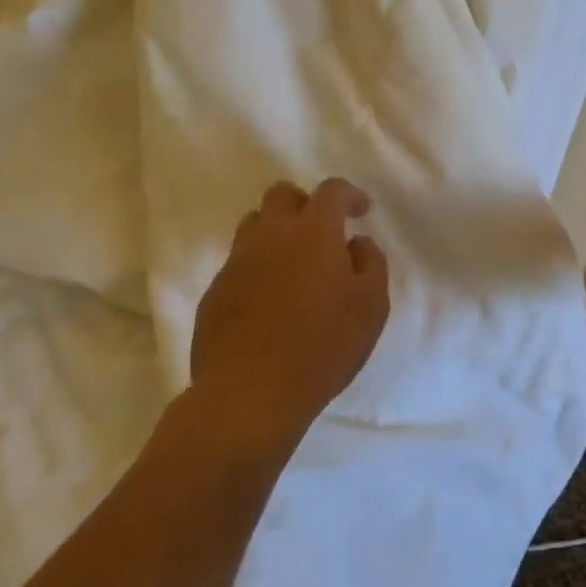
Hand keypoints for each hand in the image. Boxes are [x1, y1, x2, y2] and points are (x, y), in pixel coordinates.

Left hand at [190, 179, 389, 448]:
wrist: (249, 395)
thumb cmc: (322, 347)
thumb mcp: (371, 307)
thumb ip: (371, 264)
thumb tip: (357, 243)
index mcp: (313, 233)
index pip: (331, 191)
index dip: (350, 195)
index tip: (362, 210)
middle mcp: (270, 236)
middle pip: (282, 195)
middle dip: (305, 203)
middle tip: (323, 231)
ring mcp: (236, 263)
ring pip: (253, 225)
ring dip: (277, 232)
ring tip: (294, 264)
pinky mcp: (214, 293)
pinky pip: (238, 263)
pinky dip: (258, 267)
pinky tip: (271, 300)